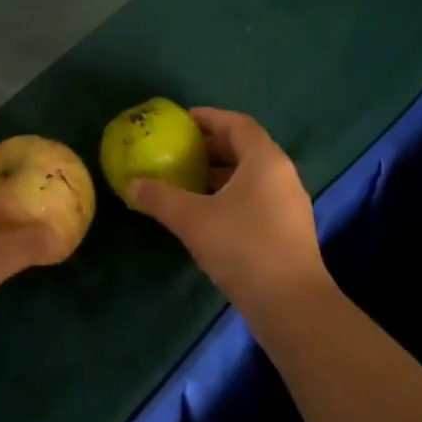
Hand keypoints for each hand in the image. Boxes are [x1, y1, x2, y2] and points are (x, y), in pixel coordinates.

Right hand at [128, 108, 328, 313]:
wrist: (290, 303)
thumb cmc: (242, 246)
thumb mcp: (192, 219)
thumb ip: (160, 197)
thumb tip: (132, 183)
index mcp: (265, 160)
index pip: (237, 124)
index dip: (209, 118)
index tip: (183, 120)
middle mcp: (282, 175)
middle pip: (246, 149)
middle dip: (212, 148)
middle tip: (180, 151)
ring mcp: (289, 204)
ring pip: (251, 177)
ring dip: (220, 175)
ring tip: (188, 183)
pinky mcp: (288, 231)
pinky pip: (256, 199)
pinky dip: (231, 197)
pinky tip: (207, 215)